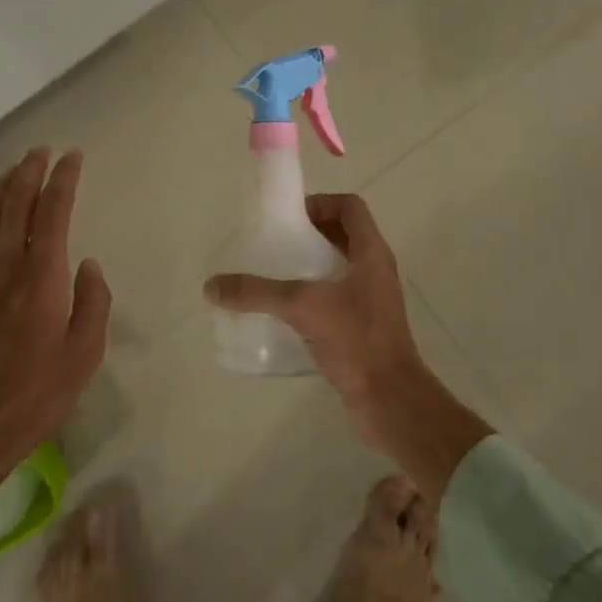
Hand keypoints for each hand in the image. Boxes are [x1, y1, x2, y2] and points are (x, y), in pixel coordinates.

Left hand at [0, 149, 110, 502]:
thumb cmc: (34, 396)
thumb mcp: (83, 356)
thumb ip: (93, 304)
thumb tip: (88, 266)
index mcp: (41, 277)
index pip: (53, 212)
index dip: (63, 180)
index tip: (72, 157)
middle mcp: (4, 267)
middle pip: (15, 205)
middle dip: (29, 173)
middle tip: (40, 151)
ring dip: (1, 190)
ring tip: (14, 172)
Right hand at [203, 193, 489, 502]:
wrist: (389, 398)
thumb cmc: (356, 340)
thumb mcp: (303, 307)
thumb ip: (257, 293)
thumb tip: (212, 286)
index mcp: (371, 253)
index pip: (350, 207)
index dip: (320, 202)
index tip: (287, 218)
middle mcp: (374, 271)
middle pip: (342, 235)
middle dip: (307, 234)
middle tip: (272, 244)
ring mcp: (370, 300)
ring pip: (337, 268)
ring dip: (307, 266)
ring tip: (272, 275)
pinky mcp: (362, 327)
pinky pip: (334, 298)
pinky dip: (310, 296)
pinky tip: (283, 312)